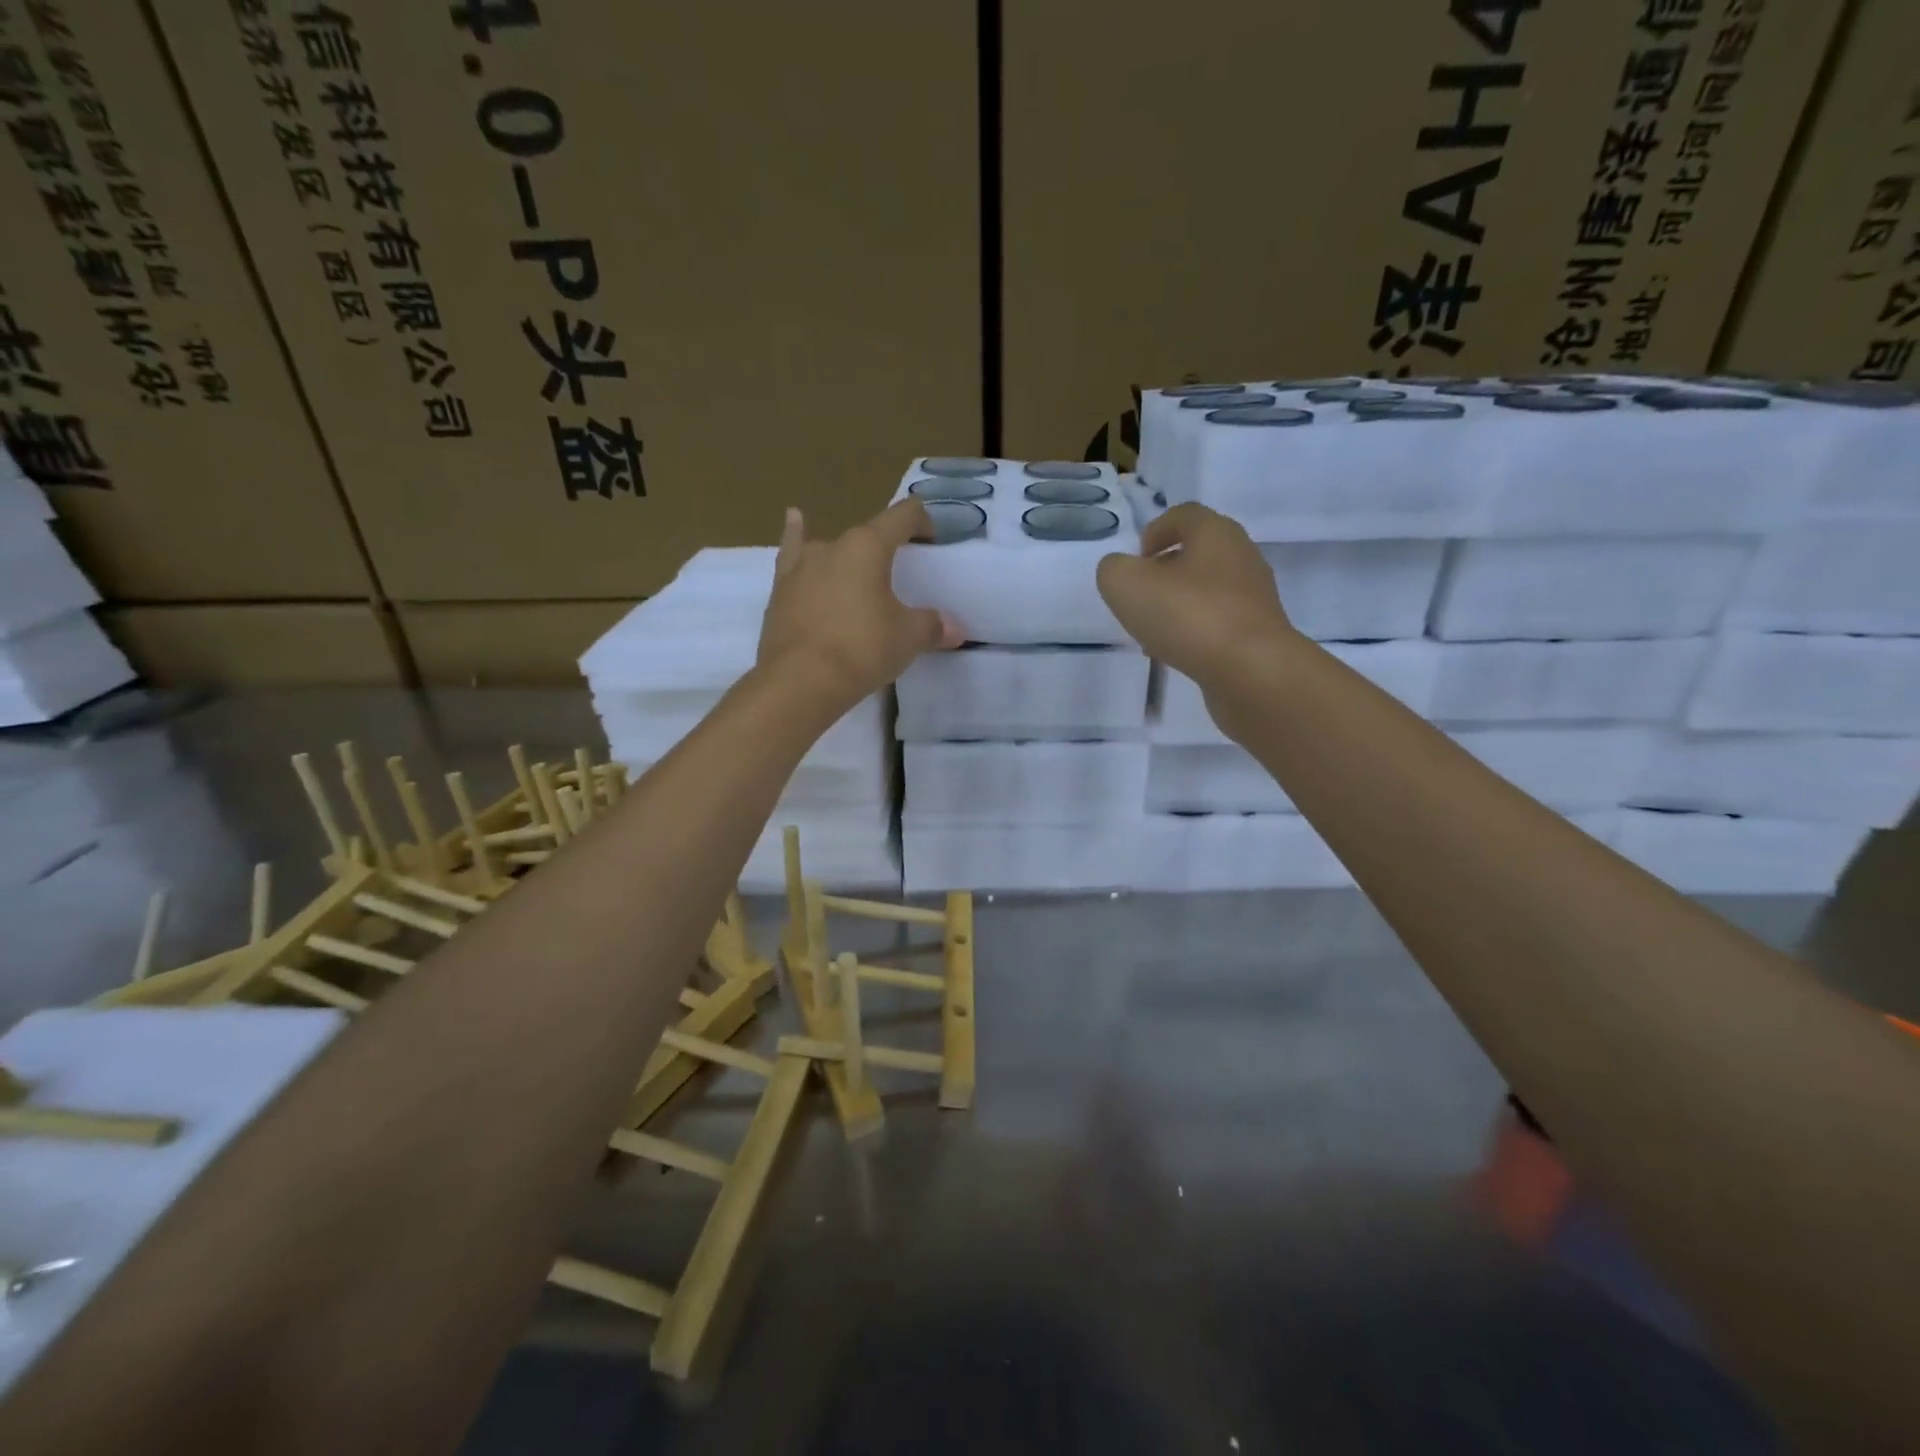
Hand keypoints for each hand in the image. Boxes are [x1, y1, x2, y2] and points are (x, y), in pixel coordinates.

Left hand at [758, 500, 963, 709]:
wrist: (800, 681)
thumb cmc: (862, 649)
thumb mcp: (908, 638)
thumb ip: (933, 626)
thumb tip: (955, 629)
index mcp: (868, 546)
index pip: (901, 516)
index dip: (921, 521)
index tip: (930, 541)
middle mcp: (832, 546)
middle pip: (866, 535)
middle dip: (885, 550)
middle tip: (898, 578)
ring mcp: (801, 566)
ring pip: (829, 548)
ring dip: (847, 554)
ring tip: (855, 558)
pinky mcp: (780, 591)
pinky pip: (791, 556)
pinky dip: (795, 538)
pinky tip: (794, 520)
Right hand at [1096, 503, 1295, 682]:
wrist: (1251, 671)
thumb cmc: (1189, 616)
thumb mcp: (1127, 585)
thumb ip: (1114, 570)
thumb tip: (1121, 571)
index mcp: (1216, 533)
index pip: (1184, 515)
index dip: (1155, 531)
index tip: (1136, 559)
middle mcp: (1242, 557)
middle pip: (1197, 553)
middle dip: (1164, 572)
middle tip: (1139, 597)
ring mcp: (1254, 597)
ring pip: (1206, 591)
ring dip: (1177, 606)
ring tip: (1152, 633)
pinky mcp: (1258, 633)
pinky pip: (1218, 623)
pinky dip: (1194, 632)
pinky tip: (1176, 654)